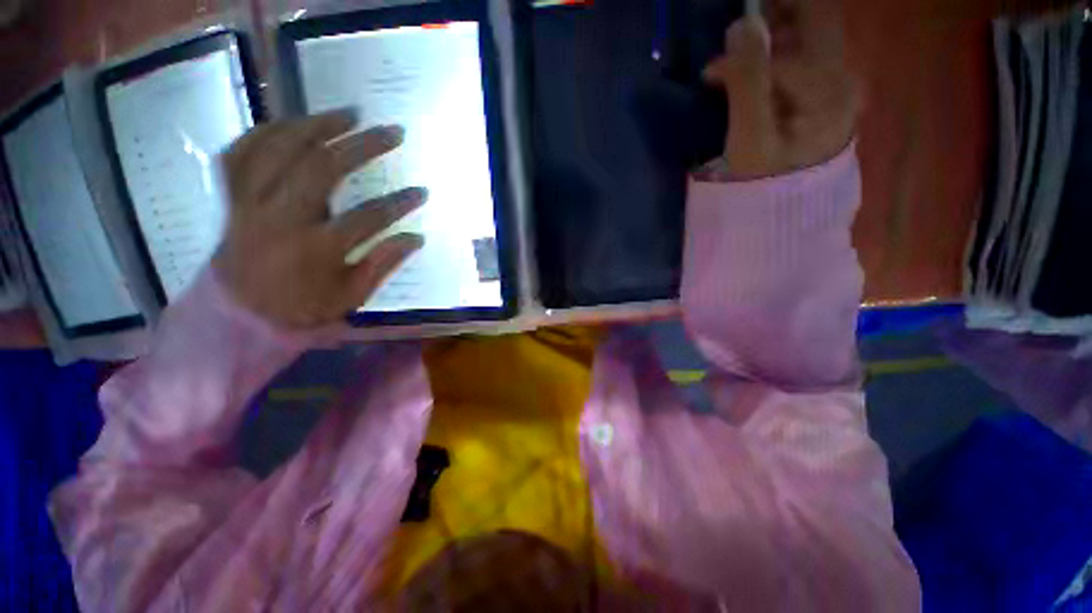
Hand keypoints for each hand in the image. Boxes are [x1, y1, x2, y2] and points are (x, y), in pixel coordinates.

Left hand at [213, 111, 425, 329]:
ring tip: (348, 115)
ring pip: (279, 149)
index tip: (422, 191)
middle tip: (392, 132)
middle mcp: (280, 219)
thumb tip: (417, 237)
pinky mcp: (230, 197)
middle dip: (363, 146)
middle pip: (323, 168)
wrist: (238, 315)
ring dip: (318, 125)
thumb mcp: (352, 295)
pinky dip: (266, 131)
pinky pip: (240, 152)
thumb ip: (384, 263)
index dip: (400, 203)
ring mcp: (249, 203)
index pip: (368, 218)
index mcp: (316, 251)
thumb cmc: (302, 307)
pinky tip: (292, 123)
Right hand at [702, 0, 857, 179]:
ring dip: (780, 31)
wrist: (789, 213)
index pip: (783, 48)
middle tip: (739, 31)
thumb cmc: (766, 181)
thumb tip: (741, 25)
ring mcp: (843, 83)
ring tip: (746, 51)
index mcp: (828, 87)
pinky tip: (766, 67)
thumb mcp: (750, 137)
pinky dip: (787, 50)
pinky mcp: (833, 93)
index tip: (710, 76)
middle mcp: (845, 75)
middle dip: (776, 16)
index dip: (742, 54)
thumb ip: (748, 81)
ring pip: (814, 33)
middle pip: (816, 20)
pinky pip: (812, 53)